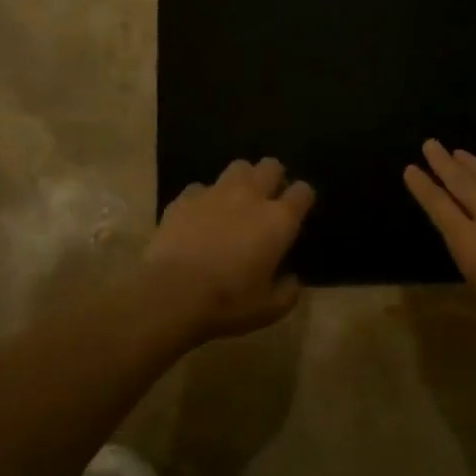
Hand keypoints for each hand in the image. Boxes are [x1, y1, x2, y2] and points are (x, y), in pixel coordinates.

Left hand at [145, 158, 314, 342]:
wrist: (172, 294)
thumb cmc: (228, 302)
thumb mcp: (268, 309)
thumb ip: (287, 292)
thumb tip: (292, 281)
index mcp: (279, 220)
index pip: (303, 192)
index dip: (302, 199)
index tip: (298, 211)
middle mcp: (251, 196)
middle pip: (271, 166)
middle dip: (273, 177)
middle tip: (268, 199)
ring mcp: (216, 193)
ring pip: (238, 167)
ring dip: (242, 179)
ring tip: (236, 200)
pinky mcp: (185, 198)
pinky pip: (200, 188)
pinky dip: (204, 198)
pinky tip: (199, 216)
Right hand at [404, 140, 475, 347]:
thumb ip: (458, 297)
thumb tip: (424, 300)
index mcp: (469, 242)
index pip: (438, 206)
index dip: (423, 187)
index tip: (411, 168)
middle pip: (462, 182)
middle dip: (443, 163)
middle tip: (430, 144)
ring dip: (475, 166)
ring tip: (461, 152)